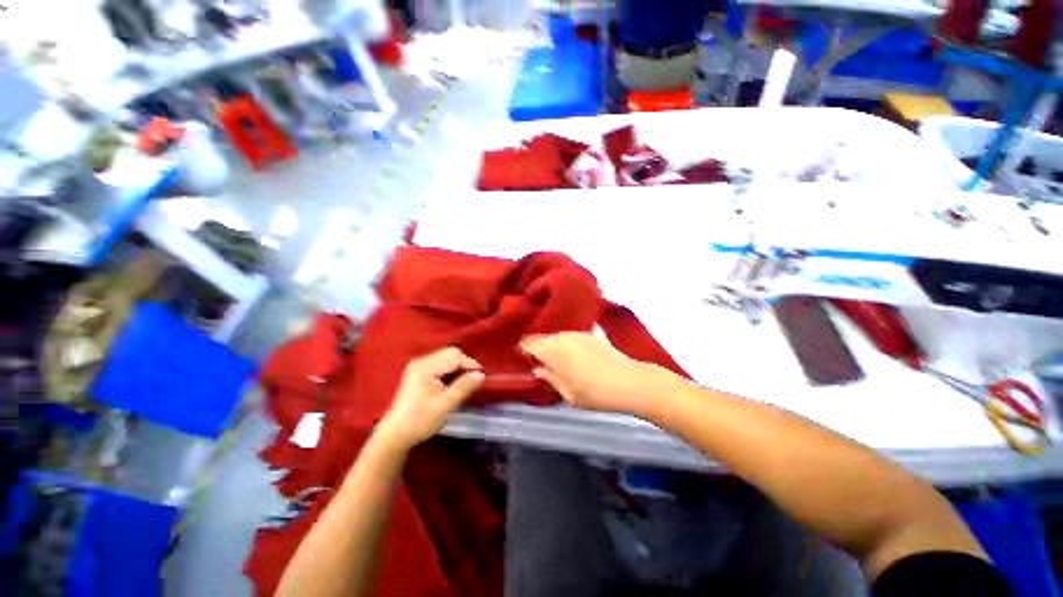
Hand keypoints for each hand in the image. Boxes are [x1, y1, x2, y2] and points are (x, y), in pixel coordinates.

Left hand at [377, 347, 484, 449]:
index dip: (470, 364)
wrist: (395, 435)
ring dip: (458, 366)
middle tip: (473, 379)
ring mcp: (418, 366)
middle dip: (464, 363)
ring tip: (465, 381)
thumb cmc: (421, 421)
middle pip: (450, 353)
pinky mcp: (417, 372)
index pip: (455, 357)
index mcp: (426, 368)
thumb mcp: (446, 405)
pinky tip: (453, 382)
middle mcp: (421, 362)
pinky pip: (439, 363)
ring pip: (446, 357)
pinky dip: (450, 369)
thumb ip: (464, 387)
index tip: (481, 377)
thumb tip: (480, 375)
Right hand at [520, 332, 677, 417]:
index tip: (523, 358)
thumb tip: (537, 370)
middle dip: (538, 347)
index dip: (524, 349)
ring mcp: (579, 334)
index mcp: (554, 351)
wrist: (631, 382)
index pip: (531, 343)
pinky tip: (572, 354)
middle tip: (538, 361)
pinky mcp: (591, 334)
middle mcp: (564, 337)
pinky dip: (567, 342)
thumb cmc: (597, 393)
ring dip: (553, 344)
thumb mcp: (569, 394)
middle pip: (544, 338)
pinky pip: (571, 336)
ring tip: (555, 358)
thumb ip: (551, 379)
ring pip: (558, 336)